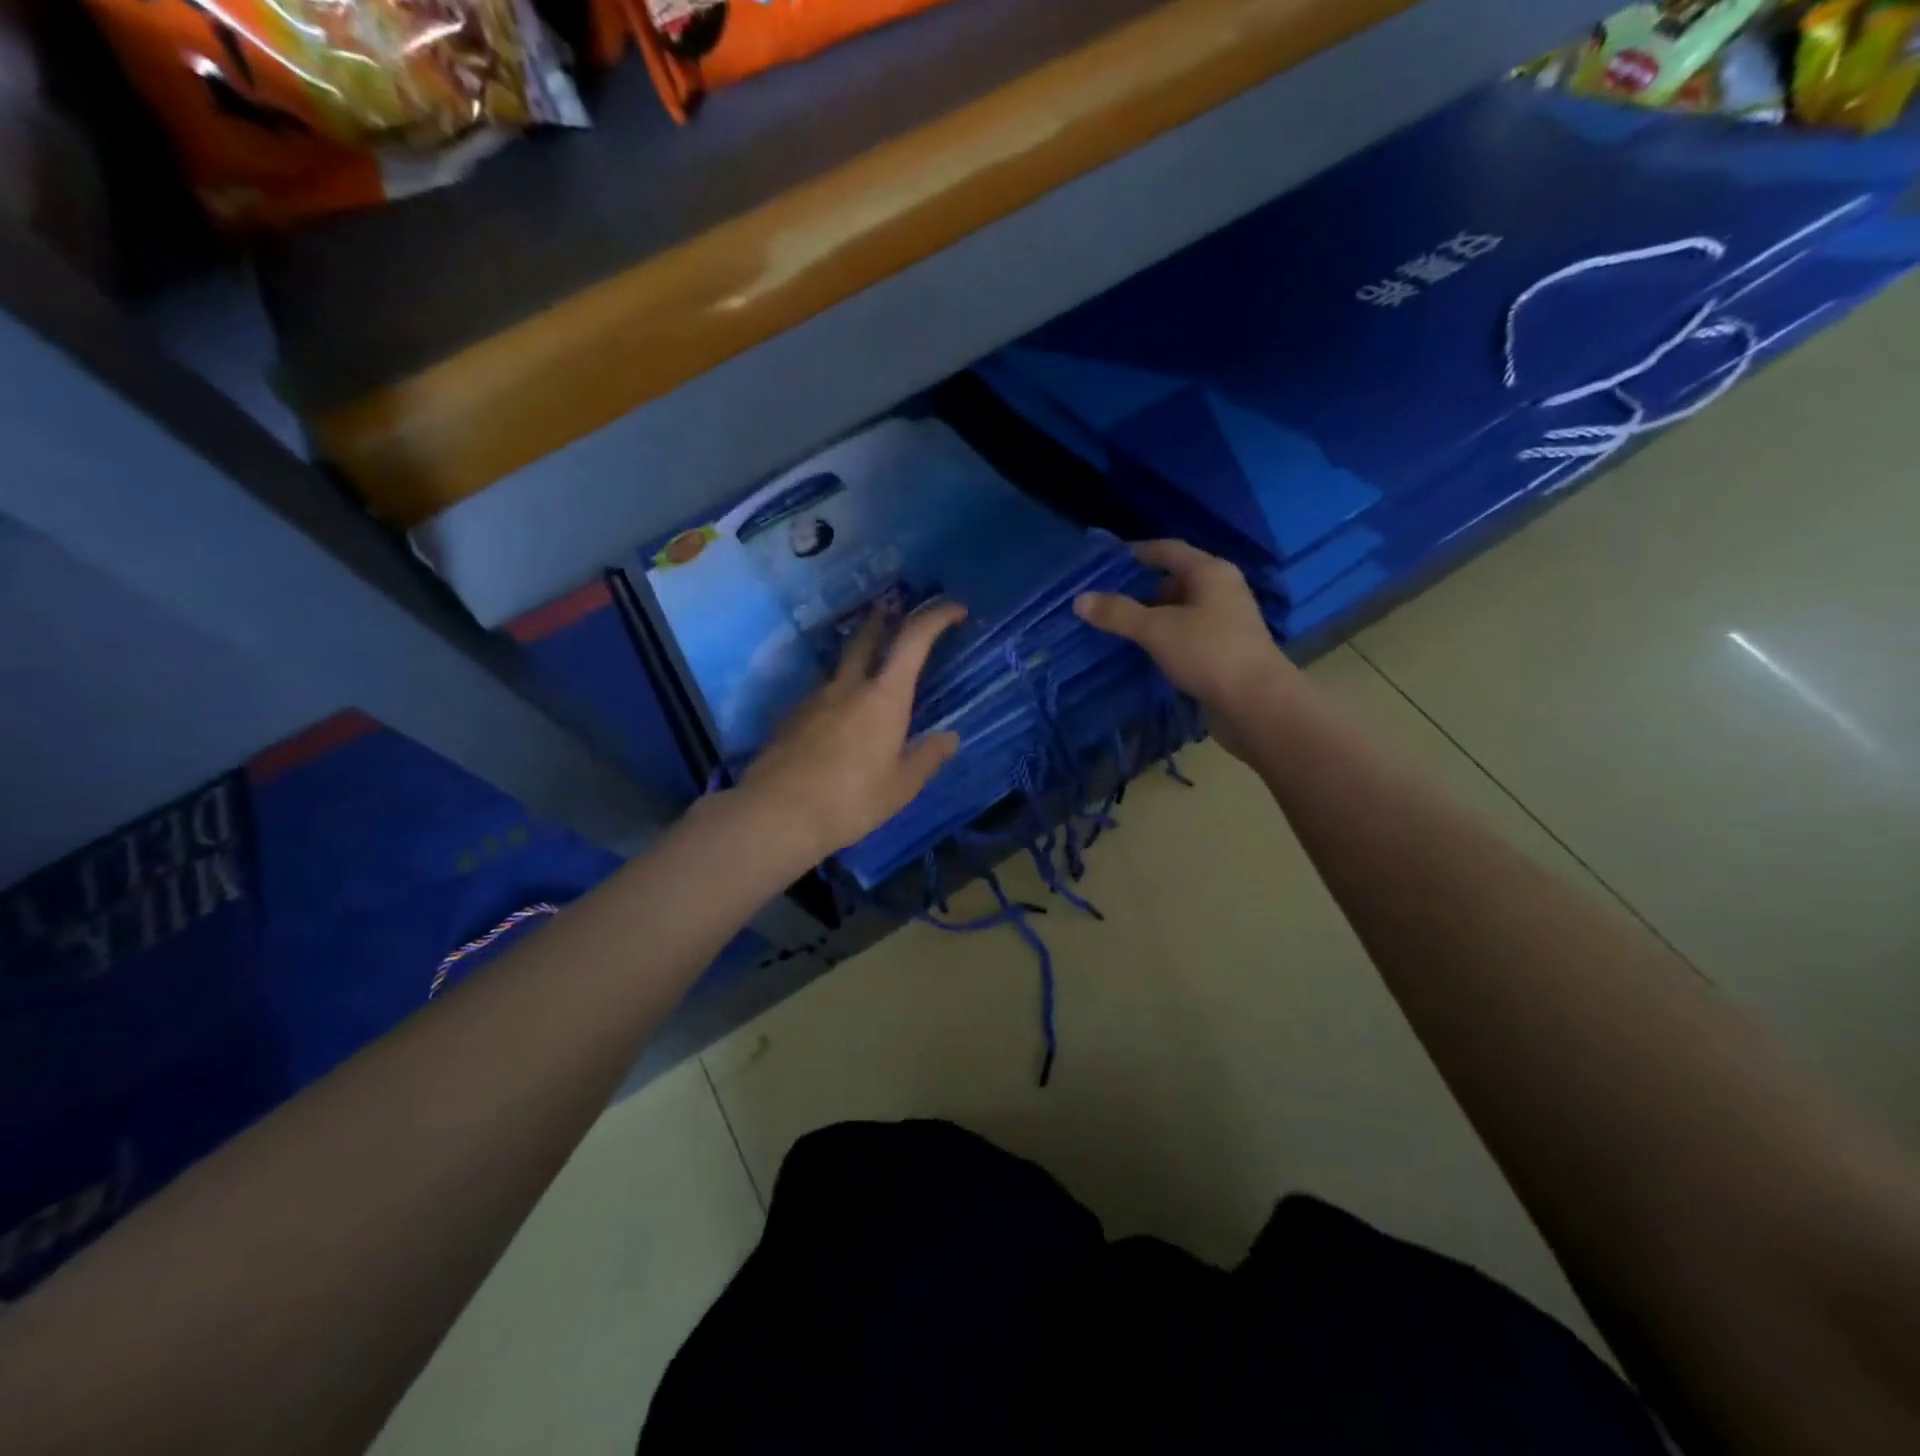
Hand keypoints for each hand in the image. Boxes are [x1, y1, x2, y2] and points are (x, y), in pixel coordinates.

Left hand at [738, 602, 966, 863]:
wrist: (776, 814)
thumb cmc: (851, 800)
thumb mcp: (901, 786)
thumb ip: (927, 758)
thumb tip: (950, 738)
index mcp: (884, 697)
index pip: (913, 640)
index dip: (936, 617)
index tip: (955, 610)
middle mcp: (848, 686)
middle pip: (867, 637)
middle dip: (886, 620)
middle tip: (898, 613)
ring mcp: (814, 698)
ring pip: (841, 666)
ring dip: (859, 658)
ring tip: (871, 674)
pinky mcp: (791, 717)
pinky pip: (822, 695)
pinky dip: (838, 694)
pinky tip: (839, 722)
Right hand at [1073, 540, 1293, 753]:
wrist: (1257, 704)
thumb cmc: (1208, 653)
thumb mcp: (1156, 629)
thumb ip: (1118, 613)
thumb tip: (1079, 600)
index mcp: (1210, 572)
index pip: (1168, 550)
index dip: (1137, 552)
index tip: (1107, 562)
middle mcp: (1222, 590)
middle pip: (1176, 580)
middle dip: (1141, 589)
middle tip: (1106, 601)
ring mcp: (1226, 622)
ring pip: (1182, 611)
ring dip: (1153, 617)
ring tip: (1119, 628)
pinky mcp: (1225, 651)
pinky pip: (1188, 635)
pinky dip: (1166, 638)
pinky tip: (1145, 652)